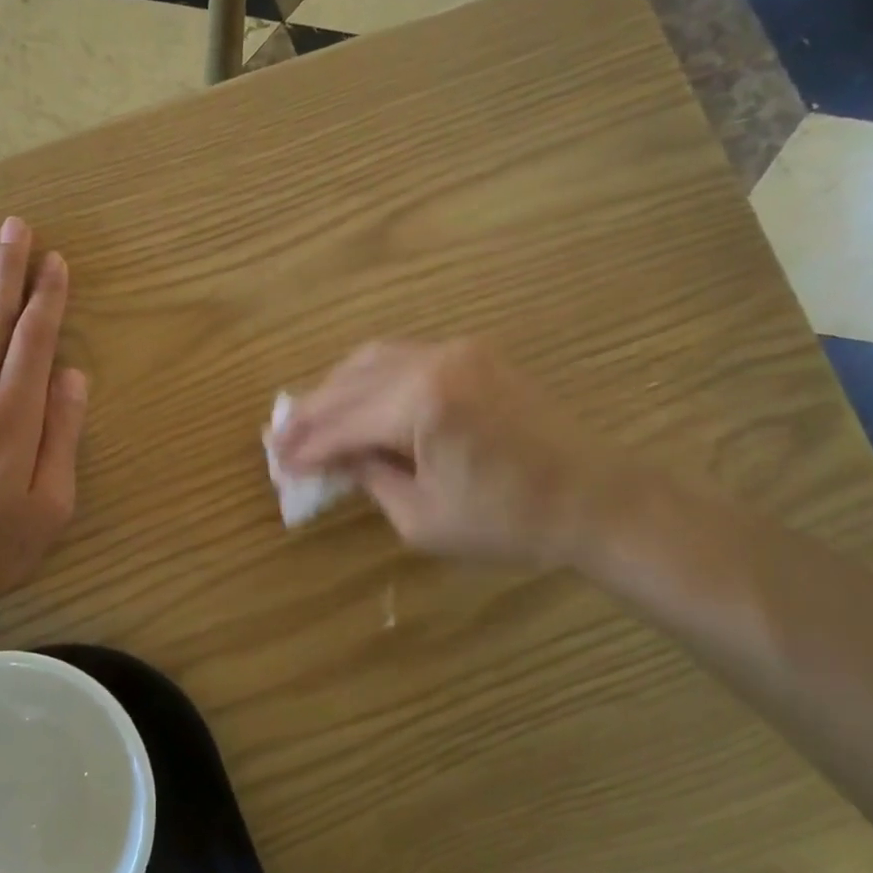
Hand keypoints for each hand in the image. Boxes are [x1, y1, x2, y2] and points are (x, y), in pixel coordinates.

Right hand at [271, 339, 614, 568]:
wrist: (596, 500)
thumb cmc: (509, 523)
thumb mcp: (423, 518)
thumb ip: (370, 479)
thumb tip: (337, 458)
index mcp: (421, 404)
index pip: (341, 423)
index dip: (305, 446)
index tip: (275, 463)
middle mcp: (433, 362)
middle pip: (349, 383)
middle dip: (310, 414)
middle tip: (278, 440)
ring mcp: (457, 350)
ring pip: (372, 359)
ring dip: (335, 388)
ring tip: (308, 418)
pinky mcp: (475, 353)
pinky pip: (404, 356)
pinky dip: (370, 376)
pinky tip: (355, 396)